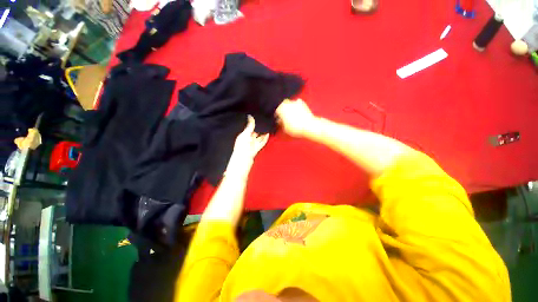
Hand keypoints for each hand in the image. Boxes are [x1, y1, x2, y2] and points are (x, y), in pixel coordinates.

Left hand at [231, 115, 269, 160]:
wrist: (243, 159)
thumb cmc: (242, 146)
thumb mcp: (245, 134)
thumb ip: (249, 126)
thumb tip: (250, 116)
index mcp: (243, 135)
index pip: (249, 128)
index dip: (252, 123)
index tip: (257, 117)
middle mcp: (248, 139)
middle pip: (254, 132)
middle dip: (258, 128)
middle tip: (264, 121)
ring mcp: (253, 144)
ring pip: (259, 137)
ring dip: (263, 133)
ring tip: (268, 127)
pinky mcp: (257, 148)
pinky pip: (262, 142)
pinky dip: (265, 138)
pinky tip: (268, 134)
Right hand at [276, 99, 316, 137]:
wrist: (308, 126)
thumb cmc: (295, 128)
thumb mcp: (285, 128)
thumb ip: (281, 123)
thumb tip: (280, 121)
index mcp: (281, 109)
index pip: (276, 111)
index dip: (277, 116)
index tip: (278, 119)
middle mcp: (287, 103)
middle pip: (282, 105)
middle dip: (282, 109)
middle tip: (284, 116)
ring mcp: (295, 102)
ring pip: (290, 103)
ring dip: (289, 107)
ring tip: (291, 114)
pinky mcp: (303, 103)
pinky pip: (297, 102)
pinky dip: (296, 105)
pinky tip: (297, 111)